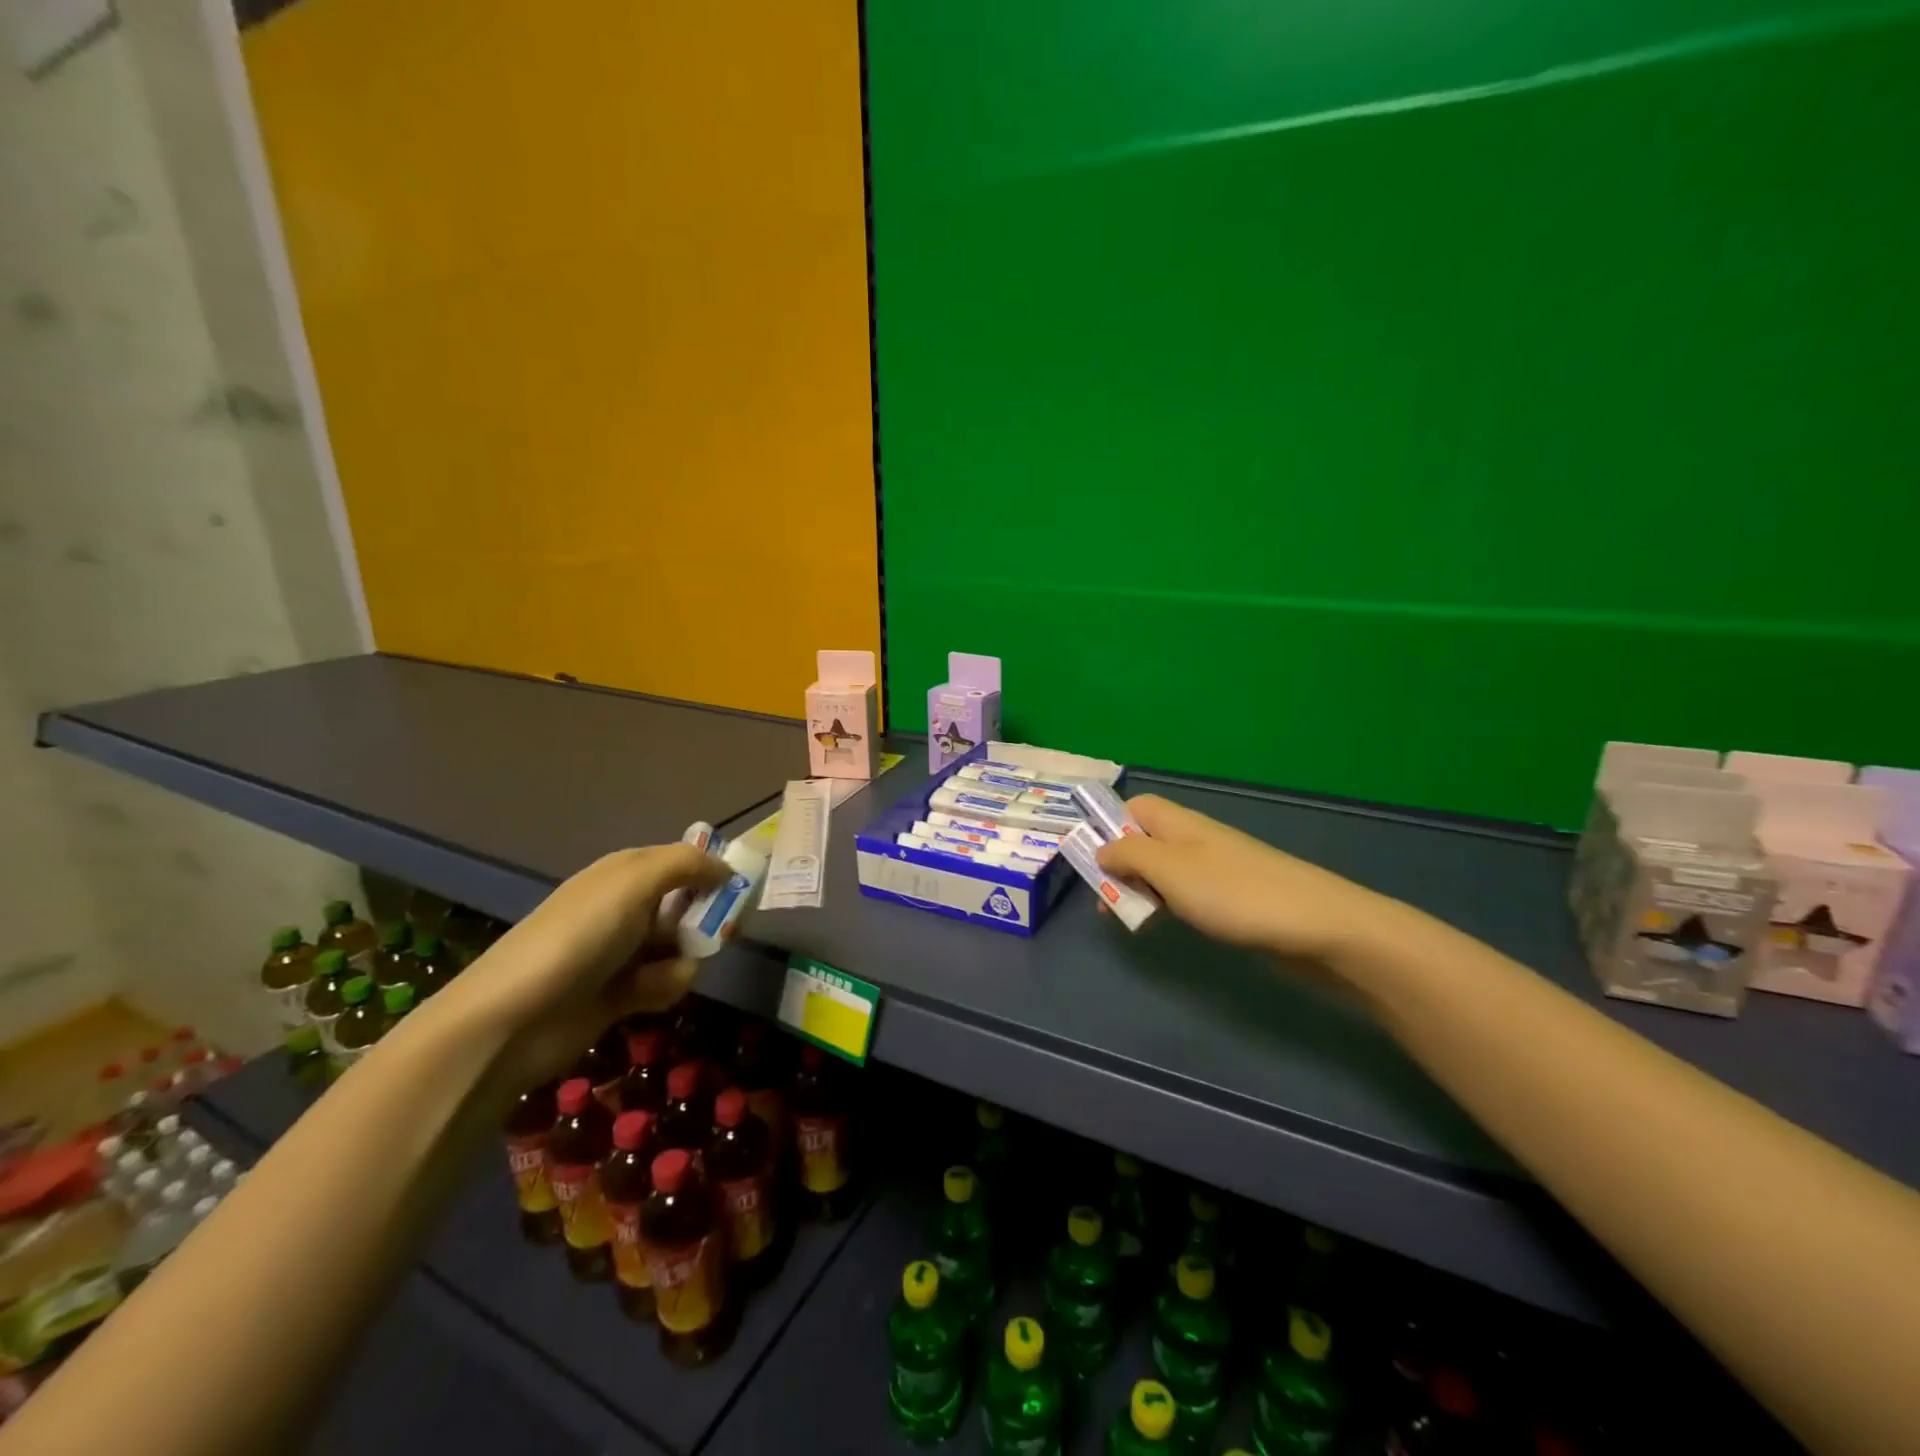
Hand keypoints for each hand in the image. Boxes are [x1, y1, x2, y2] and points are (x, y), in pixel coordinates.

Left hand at [425, 845, 728, 1090]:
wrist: (513, 1019)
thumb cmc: (579, 937)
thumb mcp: (635, 882)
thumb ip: (687, 864)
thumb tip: (726, 869)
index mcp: (627, 873)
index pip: (685, 863)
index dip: (713, 875)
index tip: (737, 893)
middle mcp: (628, 907)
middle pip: (691, 907)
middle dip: (705, 923)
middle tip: (713, 936)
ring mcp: (623, 951)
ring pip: (684, 948)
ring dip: (682, 962)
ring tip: (660, 976)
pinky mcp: (622, 993)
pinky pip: (665, 983)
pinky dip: (663, 989)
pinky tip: (643, 998)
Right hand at [1094, 794, 1391, 968]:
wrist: (1317, 926)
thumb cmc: (1234, 893)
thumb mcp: (1169, 869)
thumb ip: (1128, 855)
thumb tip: (1101, 849)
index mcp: (1179, 823)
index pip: (1134, 807)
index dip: (1108, 825)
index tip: (1090, 858)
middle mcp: (1195, 839)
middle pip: (1145, 839)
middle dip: (1119, 865)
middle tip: (1104, 900)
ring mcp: (1216, 869)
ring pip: (1164, 870)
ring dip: (1141, 888)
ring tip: (1129, 918)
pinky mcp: (1232, 899)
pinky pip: (1186, 894)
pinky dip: (1168, 905)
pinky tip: (1166, 925)